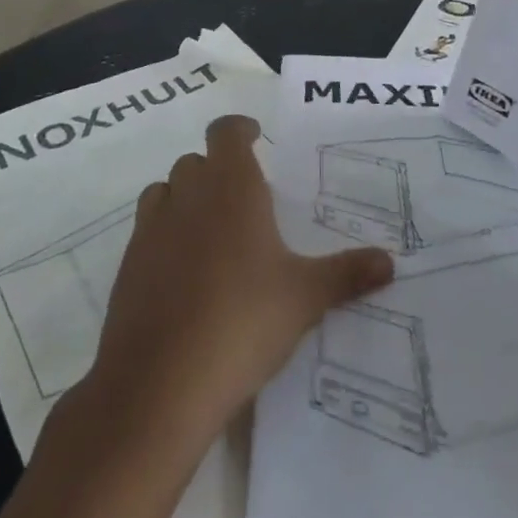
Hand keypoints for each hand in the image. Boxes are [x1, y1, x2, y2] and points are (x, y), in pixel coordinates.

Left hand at [83, 116, 393, 447]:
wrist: (157, 388)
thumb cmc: (242, 322)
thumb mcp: (305, 298)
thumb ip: (346, 274)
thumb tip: (390, 262)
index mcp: (232, 187)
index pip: (225, 131)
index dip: (239, 129)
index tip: (256, 139)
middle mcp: (187, 197)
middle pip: (196, 162)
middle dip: (219, 171)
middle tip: (247, 200)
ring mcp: (151, 232)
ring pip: (165, 193)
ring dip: (186, 199)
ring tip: (214, 233)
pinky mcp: (127, 270)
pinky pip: (147, 234)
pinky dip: (165, 239)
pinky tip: (187, 278)